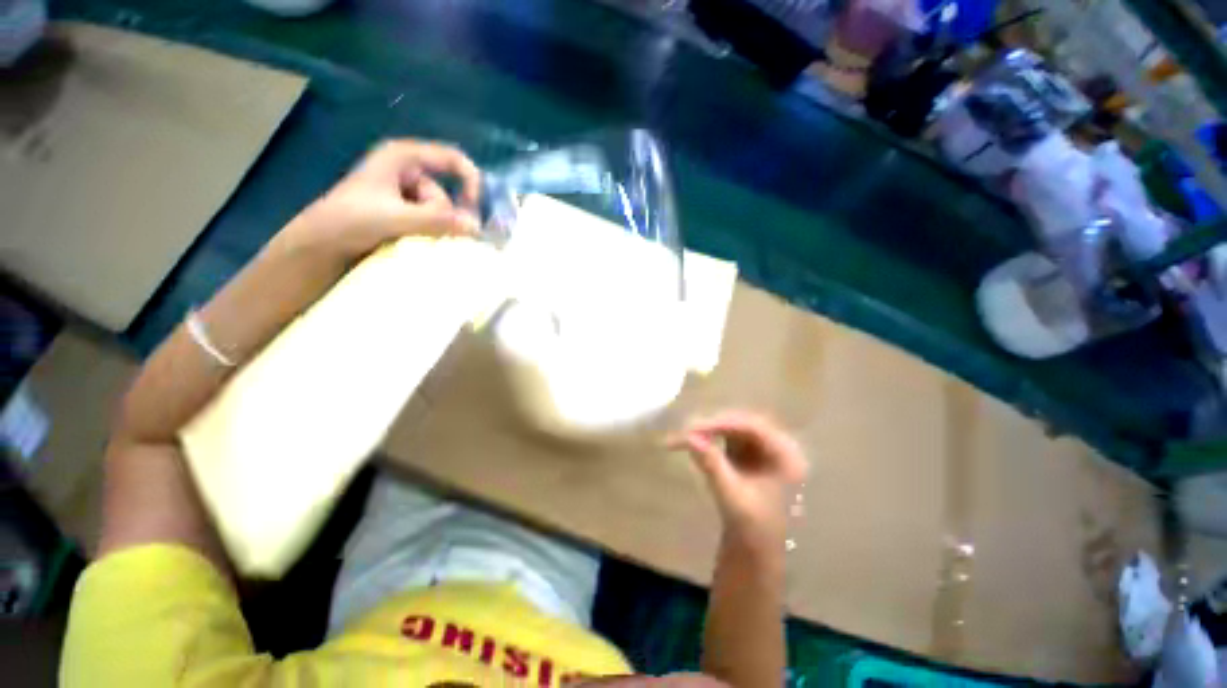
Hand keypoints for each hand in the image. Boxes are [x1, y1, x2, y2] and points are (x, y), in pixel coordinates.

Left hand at [276, 139, 482, 263]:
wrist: (319, 246)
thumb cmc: (349, 221)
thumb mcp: (395, 217)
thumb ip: (437, 221)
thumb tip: (476, 227)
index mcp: (402, 157)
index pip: (451, 159)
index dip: (470, 181)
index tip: (474, 210)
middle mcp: (407, 172)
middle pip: (445, 194)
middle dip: (442, 217)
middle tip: (427, 234)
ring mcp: (405, 194)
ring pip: (439, 214)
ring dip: (435, 230)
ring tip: (414, 241)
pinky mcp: (403, 214)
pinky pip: (432, 223)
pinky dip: (432, 234)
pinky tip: (420, 244)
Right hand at [669, 411, 807, 543]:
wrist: (757, 552)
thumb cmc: (752, 529)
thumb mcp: (732, 497)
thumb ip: (712, 465)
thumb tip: (688, 437)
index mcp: (788, 457)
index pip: (753, 427)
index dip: (722, 423)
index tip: (694, 428)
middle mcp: (780, 447)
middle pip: (743, 424)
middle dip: (714, 425)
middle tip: (687, 431)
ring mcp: (765, 449)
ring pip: (734, 428)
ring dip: (710, 430)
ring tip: (686, 435)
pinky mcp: (751, 454)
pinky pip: (729, 437)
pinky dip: (711, 438)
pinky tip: (696, 442)